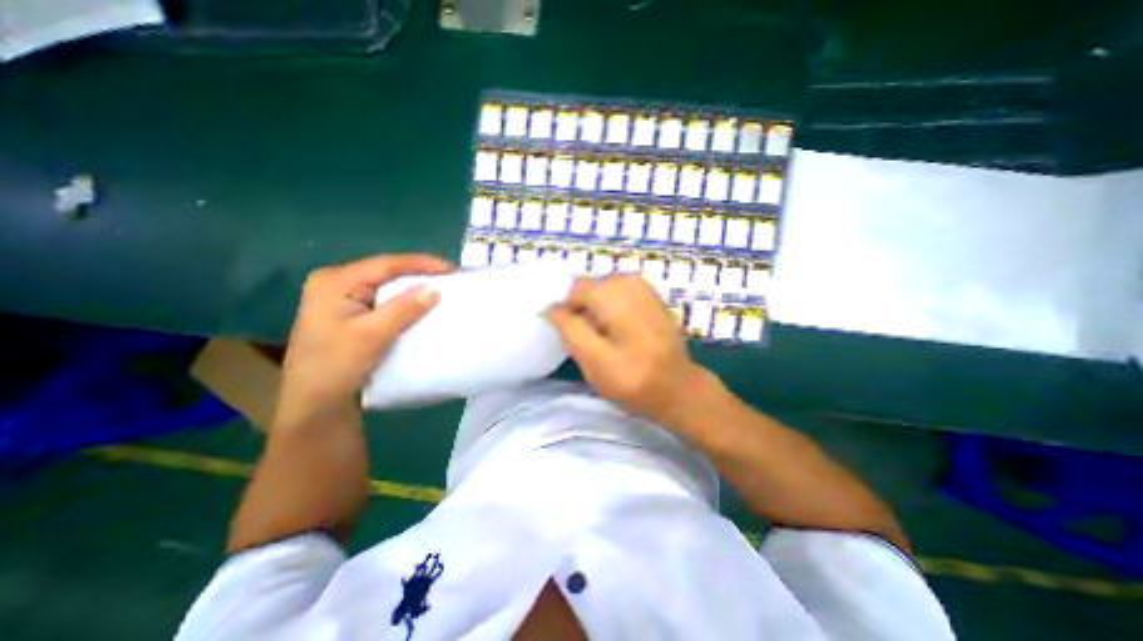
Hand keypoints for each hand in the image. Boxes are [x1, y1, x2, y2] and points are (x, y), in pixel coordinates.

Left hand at [277, 254, 450, 425]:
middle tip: (450, 278)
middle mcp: (337, 284)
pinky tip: (422, 305)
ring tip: (442, 289)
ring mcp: (343, 300)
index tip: (452, 269)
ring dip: (414, 289)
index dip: (421, 264)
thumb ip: (404, 309)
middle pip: (386, 272)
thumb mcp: (373, 334)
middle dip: (419, 274)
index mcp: (335, 281)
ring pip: (387, 287)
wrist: (316, 404)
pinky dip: (405, 303)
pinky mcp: (351, 315)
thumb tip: (436, 289)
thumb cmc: (337, 366)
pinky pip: (384, 301)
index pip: (386, 264)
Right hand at [544, 277, 710, 430]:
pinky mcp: (649, 296)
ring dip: (597, 313)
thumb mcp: (595, 361)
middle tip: (593, 343)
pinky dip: (611, 312)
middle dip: (584, 313)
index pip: (574, 291)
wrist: (679, 388)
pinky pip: (616, 296)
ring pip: (601, 292)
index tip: (576, 340)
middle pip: (588, 289)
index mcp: (615, 294)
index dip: (568, 315)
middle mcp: (630, 281)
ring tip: (607, 340)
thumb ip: (570, 330)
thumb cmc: (636, 381)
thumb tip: (551, 307)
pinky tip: (622, 334)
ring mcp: (643, 286)